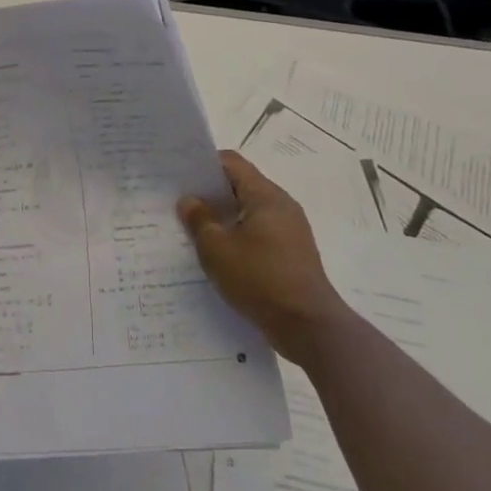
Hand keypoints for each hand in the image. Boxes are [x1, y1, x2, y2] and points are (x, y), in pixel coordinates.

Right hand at [178, 151, 344, 344]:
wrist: (309, 327)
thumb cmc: (260, 279)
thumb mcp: (217, 249)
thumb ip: (199, 220)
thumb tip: (189, 201)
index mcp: (266, 196)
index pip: (231, 163)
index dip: (204, 165)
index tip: (180, 177)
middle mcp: (282, 206)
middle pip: (241, 186)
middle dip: (211, 193)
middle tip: (181, 204)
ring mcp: (290, 231)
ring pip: (249, 212)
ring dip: (224, 218)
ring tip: (195, 231)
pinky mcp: (292, 254)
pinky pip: (259, 234)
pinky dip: (238, 237)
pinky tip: (220, 256)